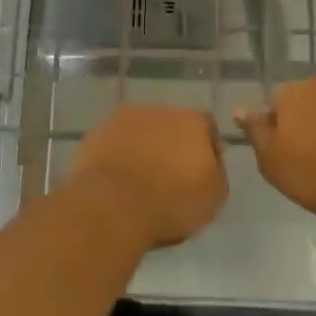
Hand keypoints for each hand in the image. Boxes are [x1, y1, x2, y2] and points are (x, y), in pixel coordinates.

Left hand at [68, 105, 227, 248]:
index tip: (201, 172)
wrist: (113, 205)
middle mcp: (161, 110)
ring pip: (142, 130)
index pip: (207, 127)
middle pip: (173, 125)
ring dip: (144, 147)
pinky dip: (119, 155)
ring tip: (141, 179)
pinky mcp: (98, 132)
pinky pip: (115, 142)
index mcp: (193, 121)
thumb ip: (217, 172)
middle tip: (170, 175)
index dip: (207, 149)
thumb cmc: (171, 202)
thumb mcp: (213, 198)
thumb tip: (212, 160)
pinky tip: (118, 179)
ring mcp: (126, 118)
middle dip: (173, 144)